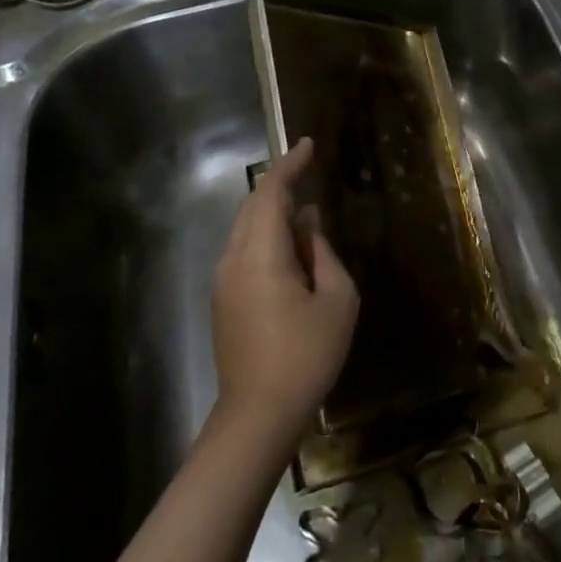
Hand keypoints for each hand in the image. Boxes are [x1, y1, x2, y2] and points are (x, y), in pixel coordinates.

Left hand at [210, 137, 359, 451]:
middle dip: (280, 186)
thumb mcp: (337, 301)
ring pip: (246, 229)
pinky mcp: (224, 301)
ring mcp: (223, 282)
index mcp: (260, 255)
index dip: (290, 165)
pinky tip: (293, 253)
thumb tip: (308, 225)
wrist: (257, 417)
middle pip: (253, 207)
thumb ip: (324, 254)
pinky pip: (245, 252)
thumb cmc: (306, 356)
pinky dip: (268, 238)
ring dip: (275, 214)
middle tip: (310, 174)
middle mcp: (233, 260)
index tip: (309, 144)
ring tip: (308, 219)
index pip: (271, 193)